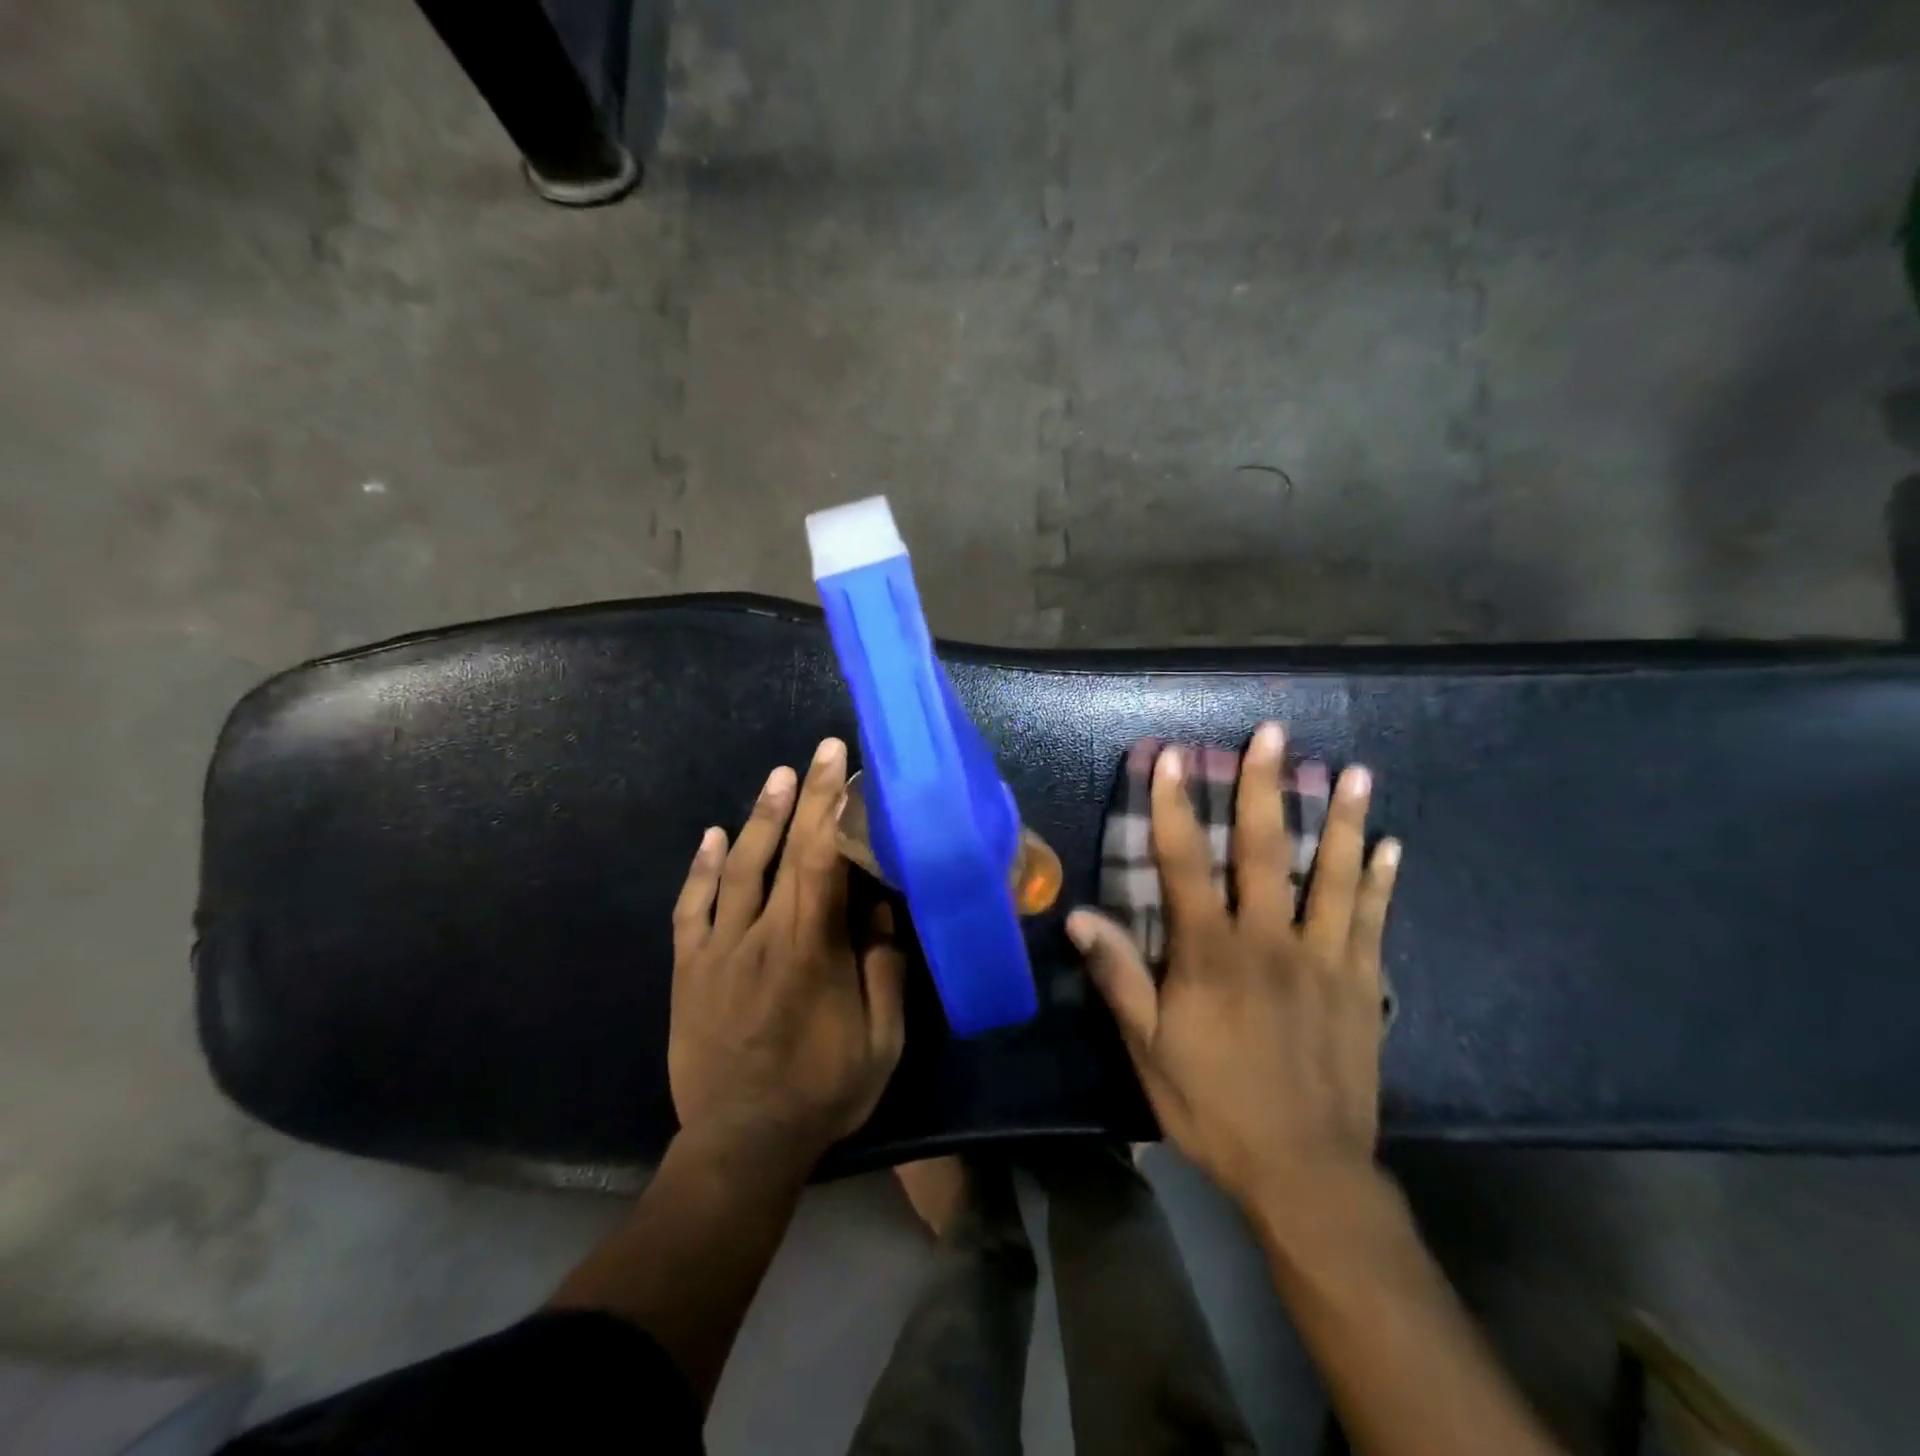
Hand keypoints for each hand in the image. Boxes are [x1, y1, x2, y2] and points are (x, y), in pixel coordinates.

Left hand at [668, 737, 905, 1164]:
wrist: (740, 1144)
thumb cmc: (821, 1093)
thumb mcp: (880, 1042)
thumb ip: (884, 970)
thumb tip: (884, 908)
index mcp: (811, 950)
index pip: (824, 861)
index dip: (834, 808)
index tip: (846, 768)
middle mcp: (761, 936)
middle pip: (785, 852)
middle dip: (806, 796)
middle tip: (819, 752)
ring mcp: (718, 950)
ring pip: (737, 869)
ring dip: (759, 819)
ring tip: (778, 778)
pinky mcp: (689, 969)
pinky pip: (690, 908)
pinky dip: (699, 869)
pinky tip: (711, 836)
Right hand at [1067, 723, 1399, 1212]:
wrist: (1306, 1172)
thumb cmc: (1215, 1106)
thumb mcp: (1150, 1049)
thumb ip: (1121, 978)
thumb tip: (1083, 917)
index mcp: (1211, 954)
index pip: (1185, 863)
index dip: (1175, 807)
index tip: (1174, 757)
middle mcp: (1269, 940)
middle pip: (1265, 850)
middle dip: (1266, 786)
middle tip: (1275, 733)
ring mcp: (1324, 958)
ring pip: (1333, 874)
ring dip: (1343, 819)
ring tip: (1356, 771)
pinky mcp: (1361, 983)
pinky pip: (1374, 920)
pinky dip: (1382, 880)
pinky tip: (1391, 846)